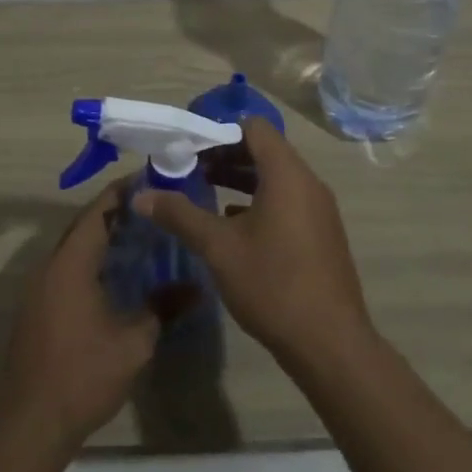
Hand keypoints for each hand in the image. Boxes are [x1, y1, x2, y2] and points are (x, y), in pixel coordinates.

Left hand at [0, 186, 160, 452]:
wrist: (30, 422)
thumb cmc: (83, 374)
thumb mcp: (134, 342)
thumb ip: (163, 307)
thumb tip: (196, 288)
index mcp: (71, 262)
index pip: (98, 211)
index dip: (122, 193)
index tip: (150, 180)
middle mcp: (50, 265)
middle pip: (83, 225)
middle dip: (115, 213)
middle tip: (152, 208)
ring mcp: (39, 287)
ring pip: (73, 248)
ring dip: (102, 238)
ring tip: (140, 236)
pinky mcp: (36, 308)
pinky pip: (66, 268)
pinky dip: (90, 260)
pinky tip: (114, 275)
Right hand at [135, 117, 370, 365]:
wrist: (330, 343)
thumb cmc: (272, 284)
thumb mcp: (218, 247)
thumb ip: (180, 215)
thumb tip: (141, 196)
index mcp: (287, 174)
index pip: (254, 127)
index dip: (219, 130)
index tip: (189, 146)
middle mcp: (308, 183)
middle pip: (264, 150)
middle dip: (225, 155)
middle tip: (189, 168)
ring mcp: (318, 209)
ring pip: (275, 178)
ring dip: (240, 178)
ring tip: (204, 190)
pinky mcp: (321, 233)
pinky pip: (287, 200)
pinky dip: (258, 201)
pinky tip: (231, 223)